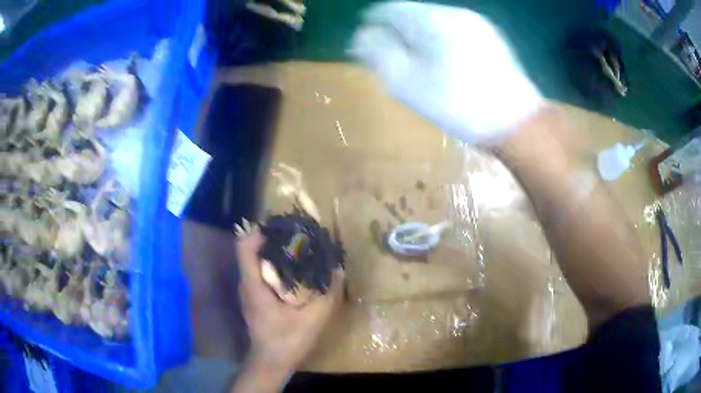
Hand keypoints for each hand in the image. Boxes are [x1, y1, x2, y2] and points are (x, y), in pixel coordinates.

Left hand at [235, 229, 342, 378]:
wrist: (271, 363)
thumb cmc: (288, 341)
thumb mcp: (313, 319)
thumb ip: (327, 293)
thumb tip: (338, 268)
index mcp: (254, 285)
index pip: (245, 247)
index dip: (260, 231)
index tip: (282, 227)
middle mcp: (246, 284)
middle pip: (251, 251)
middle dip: (272, 239)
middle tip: (297, 235)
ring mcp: (248, 292)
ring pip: (255, 262)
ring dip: (274, 253)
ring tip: (298, 250)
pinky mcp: (253, 298)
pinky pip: (260, 274)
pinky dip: (274, 266)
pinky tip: (294, 273)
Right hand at [350, 1, 543, 144]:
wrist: (516, 123)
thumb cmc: (459, 105)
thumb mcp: (407, 83)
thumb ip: (379, 54)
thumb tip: (363, 36)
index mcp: (431, 20)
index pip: (390, 9)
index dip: (373, 23)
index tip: (366, 42)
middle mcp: (454, 13)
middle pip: (413, 13)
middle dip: (397, 30)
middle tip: (390, 55)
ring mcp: (476, 23)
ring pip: (433, 21)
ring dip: (418, 35)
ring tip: (416, 61)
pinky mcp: (490, 37)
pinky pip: (453, 29)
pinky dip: (439, 39)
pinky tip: (443, 61)